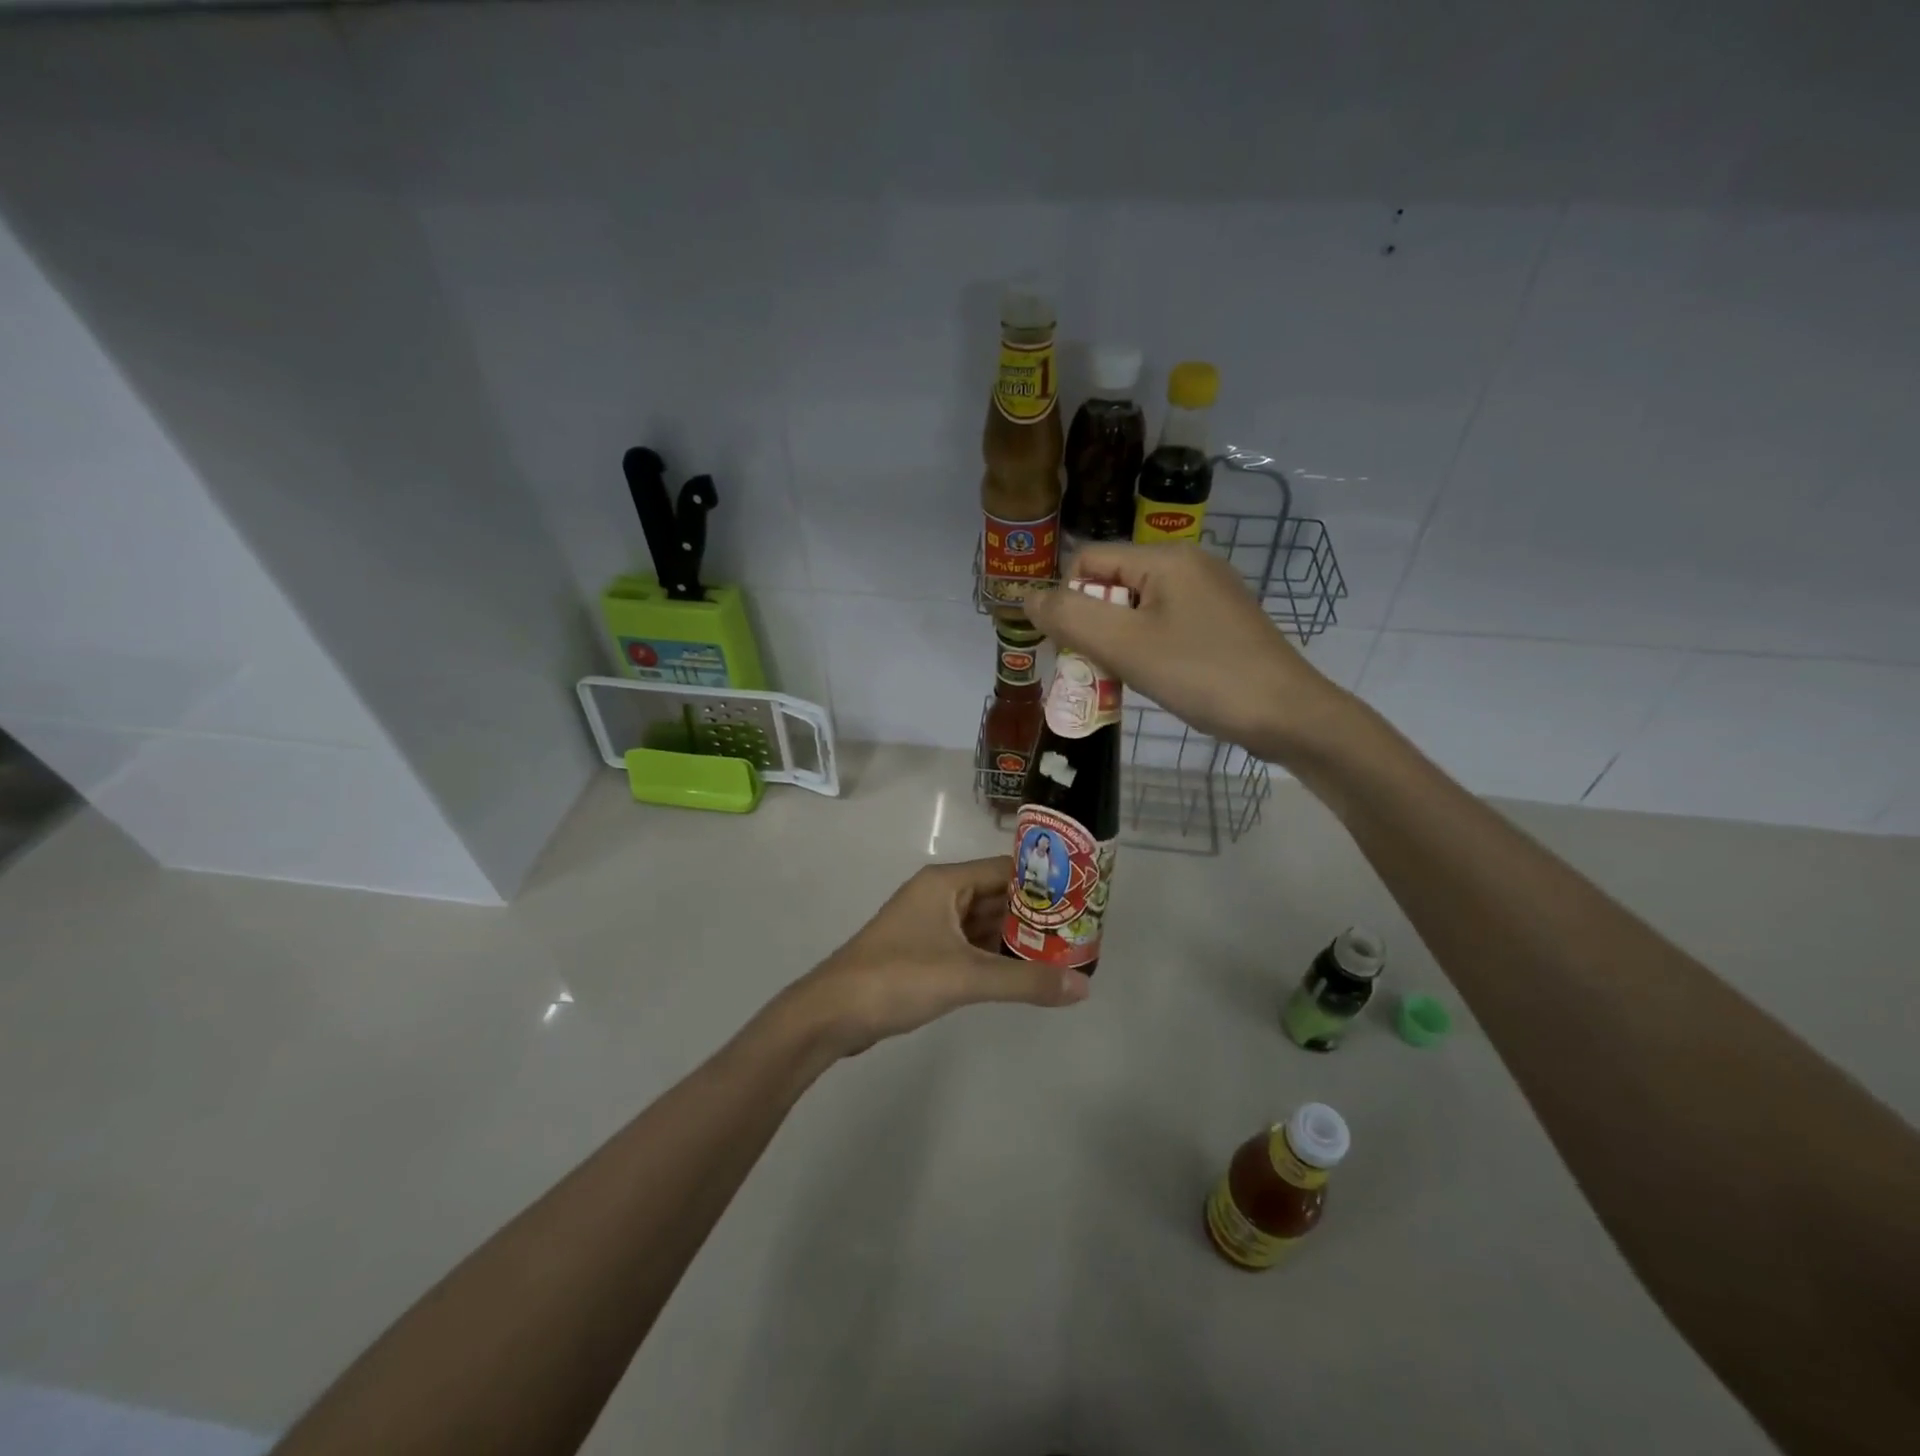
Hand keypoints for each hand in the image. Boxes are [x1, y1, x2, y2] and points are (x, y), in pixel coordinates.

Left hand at [782, 857, 1090, 1058]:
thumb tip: (1083, 987)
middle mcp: (938, 895)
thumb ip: (1025, 981)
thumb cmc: (898, 978)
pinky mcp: (923, 953)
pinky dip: (993, 956)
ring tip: (1061, 953)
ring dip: (1015, 938)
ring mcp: (928, 925)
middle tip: (1078, 932)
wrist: (832, 1014)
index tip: (1080, 899)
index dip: (1043, 882)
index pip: (1005, 870)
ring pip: (982, 924)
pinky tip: (1022, 973)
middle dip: (1034, 915)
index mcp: (945, 883)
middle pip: (996, 897)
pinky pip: (968, 946)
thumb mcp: (967, 977)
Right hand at [1023, 541, 1347, 761]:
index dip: (1068, 601)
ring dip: (1118, 641)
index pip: (1088, 561)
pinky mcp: (1222, 622)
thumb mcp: (1125, 646)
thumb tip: (1028, 598)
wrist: (1288, 716)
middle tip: (1097, 668)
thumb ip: (1070, 617)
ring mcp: (1210, 593)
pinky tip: (1157, 678)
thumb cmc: (1202, 675)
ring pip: (1137, 608)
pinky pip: (1165, 624)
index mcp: (1166, 558)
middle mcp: (1189, 564)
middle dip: (1093, 625)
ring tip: (1125, 678)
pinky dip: (1147, 648)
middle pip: (1113, 584)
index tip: (1073, 647)